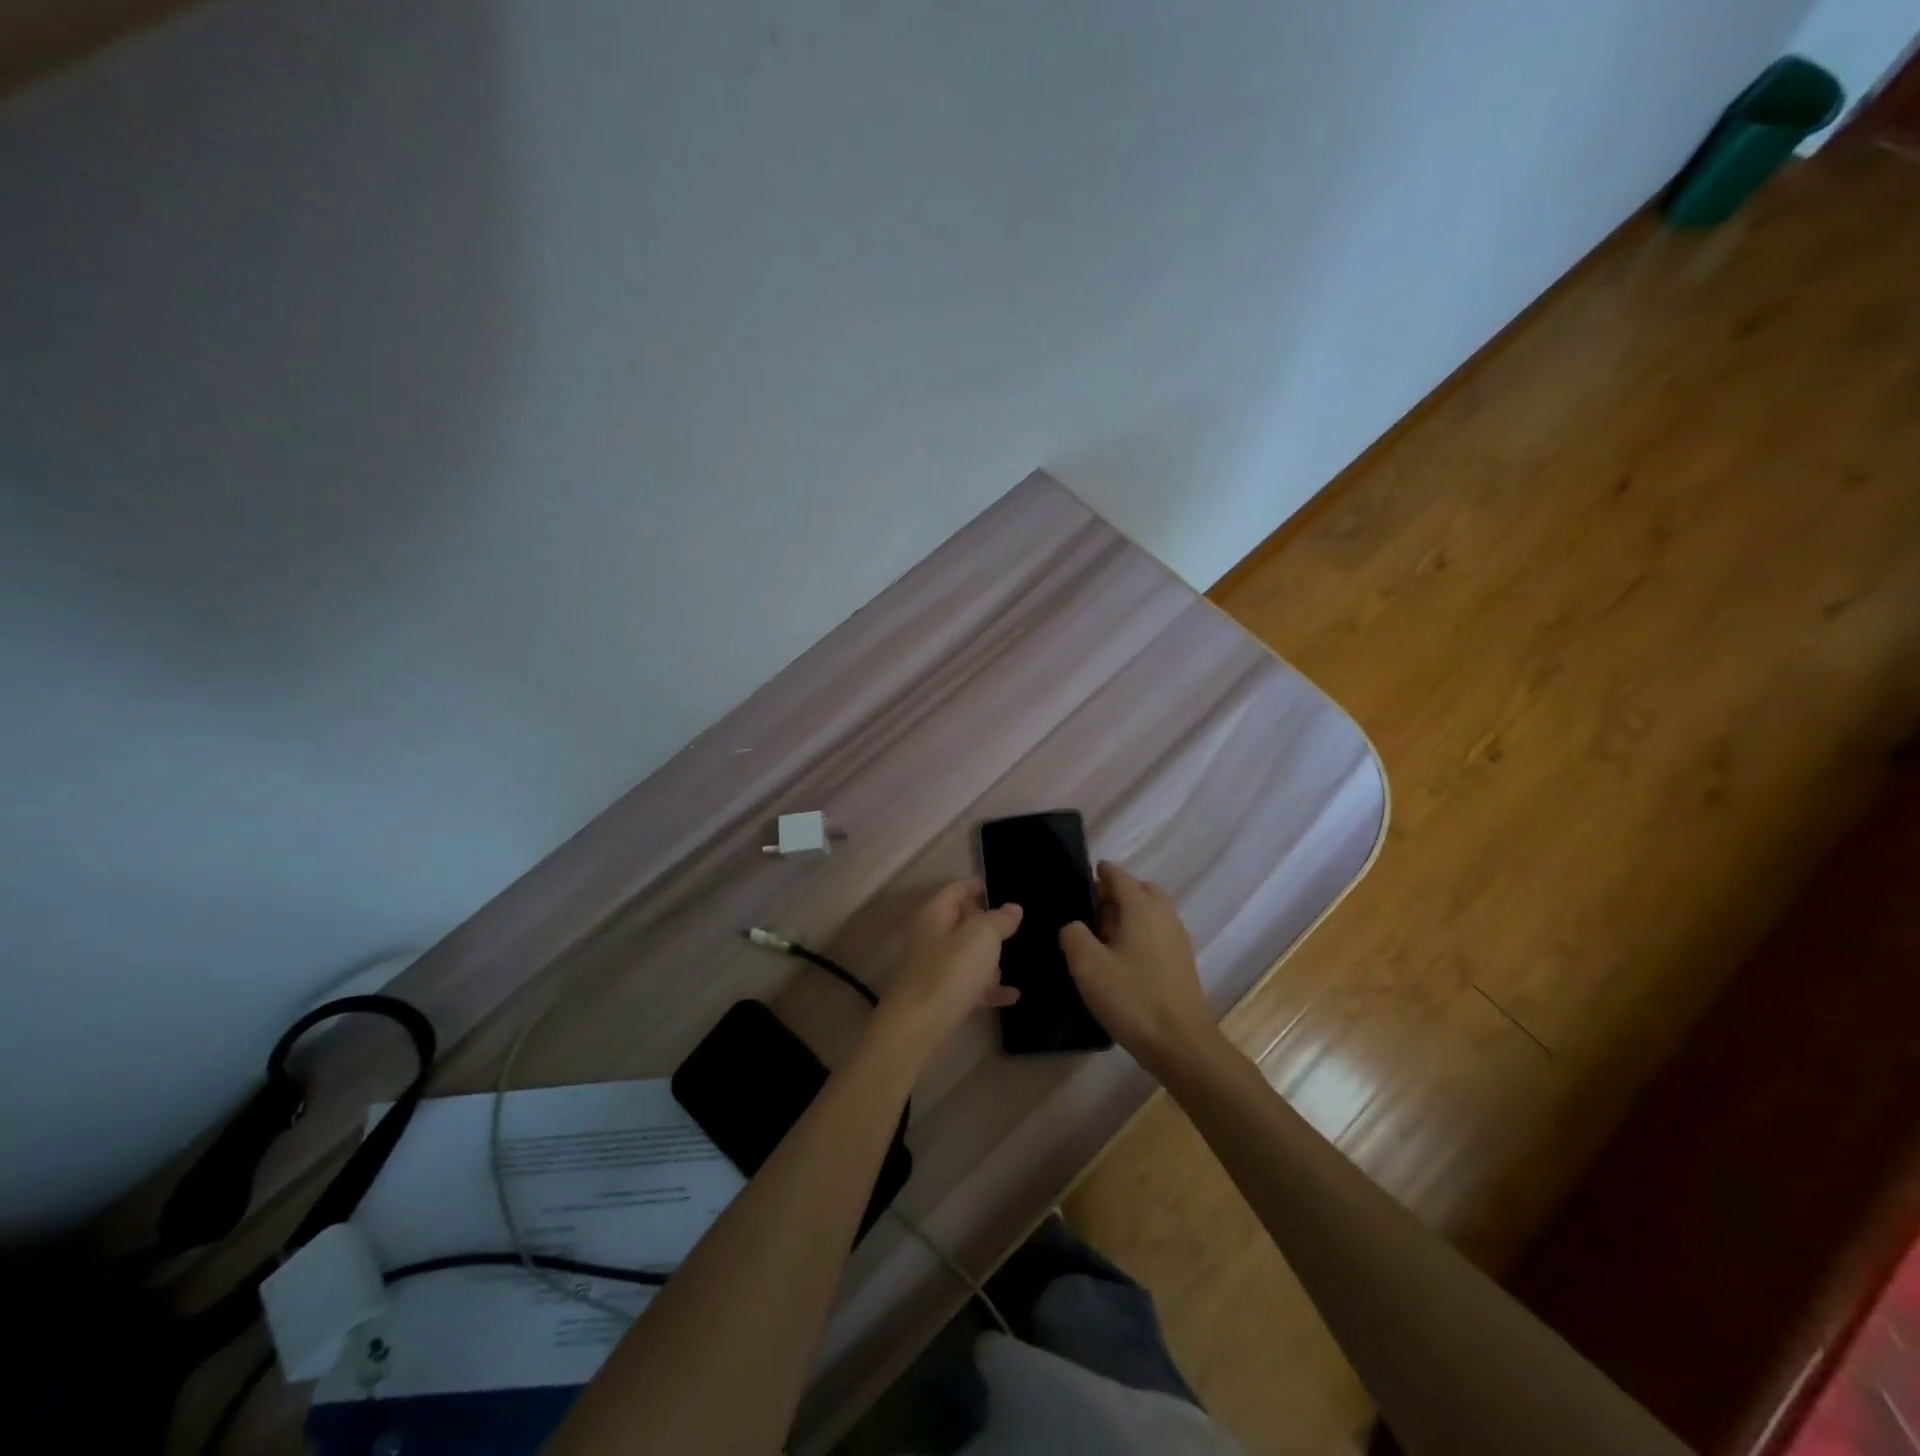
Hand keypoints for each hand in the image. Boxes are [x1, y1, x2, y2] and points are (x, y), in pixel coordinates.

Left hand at [872, 880, 1021, 1059]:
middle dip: (987, 924)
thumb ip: (999, 919)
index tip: (995, 884)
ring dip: (988, 960)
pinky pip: (970, 985)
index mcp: (935, 914)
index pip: (957, 889)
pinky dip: (988, 988)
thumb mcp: (982, 937)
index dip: (976, 885)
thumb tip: (1012, 908)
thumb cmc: (949, 972)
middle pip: (961, 922)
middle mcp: (931, 937)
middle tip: (1013, 928)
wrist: (916, 1028)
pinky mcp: (939, 996)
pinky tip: (1012, 996)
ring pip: (966, 954)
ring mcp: (933, 968)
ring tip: (1011, 964)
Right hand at [1060, 862, 1215, 1071]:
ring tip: (1102, 935)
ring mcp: (1177, 940)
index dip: (1101, 872)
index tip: (1083, 875)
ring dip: (1129, 914)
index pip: (1119, 876)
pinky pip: (1158, 933)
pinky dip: (1140, 933)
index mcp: (1142, 908)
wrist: (1182, 1044)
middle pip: (1140, 890)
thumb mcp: (1088, 966)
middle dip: (1117, 892)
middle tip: (1091, 909)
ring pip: (1152, 912)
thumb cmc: (1132, 998)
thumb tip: (1074, 926)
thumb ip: (1073, 935)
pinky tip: (1122, 958)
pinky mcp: (1182, 963)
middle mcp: (1164, 916)